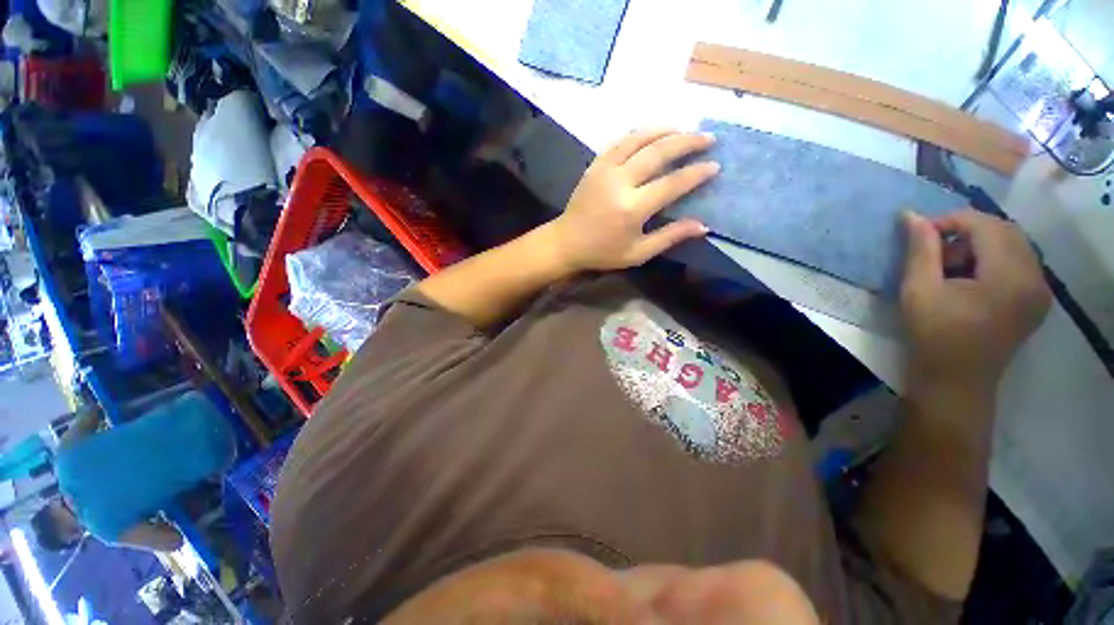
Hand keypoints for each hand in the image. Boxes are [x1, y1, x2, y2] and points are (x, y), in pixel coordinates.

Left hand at [546, 129, 718, 271]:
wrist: (567, 242)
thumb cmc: (603, 252)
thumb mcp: (637, 253)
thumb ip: (669, 237)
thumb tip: (703, 226)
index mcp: (632, 208)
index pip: (671, 184)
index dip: (695, 173)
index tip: (714, 165)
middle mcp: (620, 183)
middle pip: (658, 152)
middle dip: (687, 142)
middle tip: (707, 138)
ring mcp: (605, 170)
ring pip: (639, 139)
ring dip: (665, 130)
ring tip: (685, 128)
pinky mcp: (595, 165)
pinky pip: (620, 141)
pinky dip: (639, 134)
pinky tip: (653, 133)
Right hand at [900, 209, 1050, 393]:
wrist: (955, 382)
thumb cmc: (932, 336)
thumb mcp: (919, 290)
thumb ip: (920, 250)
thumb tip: (911, 215)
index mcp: (1009, 276)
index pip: (986, 225)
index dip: (951, 221)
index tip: (921, 233)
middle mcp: (1035, 278)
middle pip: (1005, 231)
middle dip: (967, 230)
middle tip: (934, 248)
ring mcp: (1040, 291)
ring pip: (1014, 245)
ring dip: (980, 244)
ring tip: (950, 265)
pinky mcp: (1036, 301)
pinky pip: (1019, 263)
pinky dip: (993, 259)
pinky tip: (969, 277)